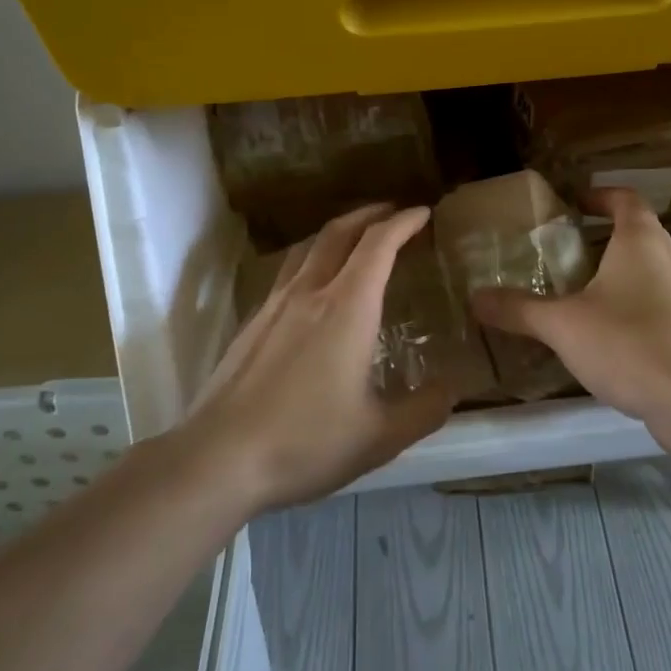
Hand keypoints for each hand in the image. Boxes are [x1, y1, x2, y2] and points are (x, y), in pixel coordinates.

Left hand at [186, 203, 454, 510]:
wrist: (219, 458)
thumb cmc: (305, 442)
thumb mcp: (379, 437)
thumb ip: (423, 410)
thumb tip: (451, 389)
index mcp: (348, 308)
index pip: (379, 244)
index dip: (403, 222)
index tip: (422, 212)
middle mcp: (310, 293)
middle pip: (340, 232)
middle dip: (370, 214)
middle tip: (392, 212)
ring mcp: (275, 304)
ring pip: (308, 247)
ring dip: (337, 231)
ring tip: (354, 237)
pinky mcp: (252, 322)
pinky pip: (287, 271)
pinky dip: (311, 258)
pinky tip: (312, 284)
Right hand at [470, 187, 670, 421]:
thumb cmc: (628, 343)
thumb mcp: (563, 325)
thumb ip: (519, 309)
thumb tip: (475, 297)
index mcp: (641, 241)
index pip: (626, 199)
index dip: (600, 197)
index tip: (576, 205)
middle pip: (640, 235)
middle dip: (606, 240)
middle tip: (569, 255)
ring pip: (653, 272)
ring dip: (624, 276)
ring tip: (588, 297)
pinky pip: (664, 306)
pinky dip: (639, 309)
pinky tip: (616, 338)